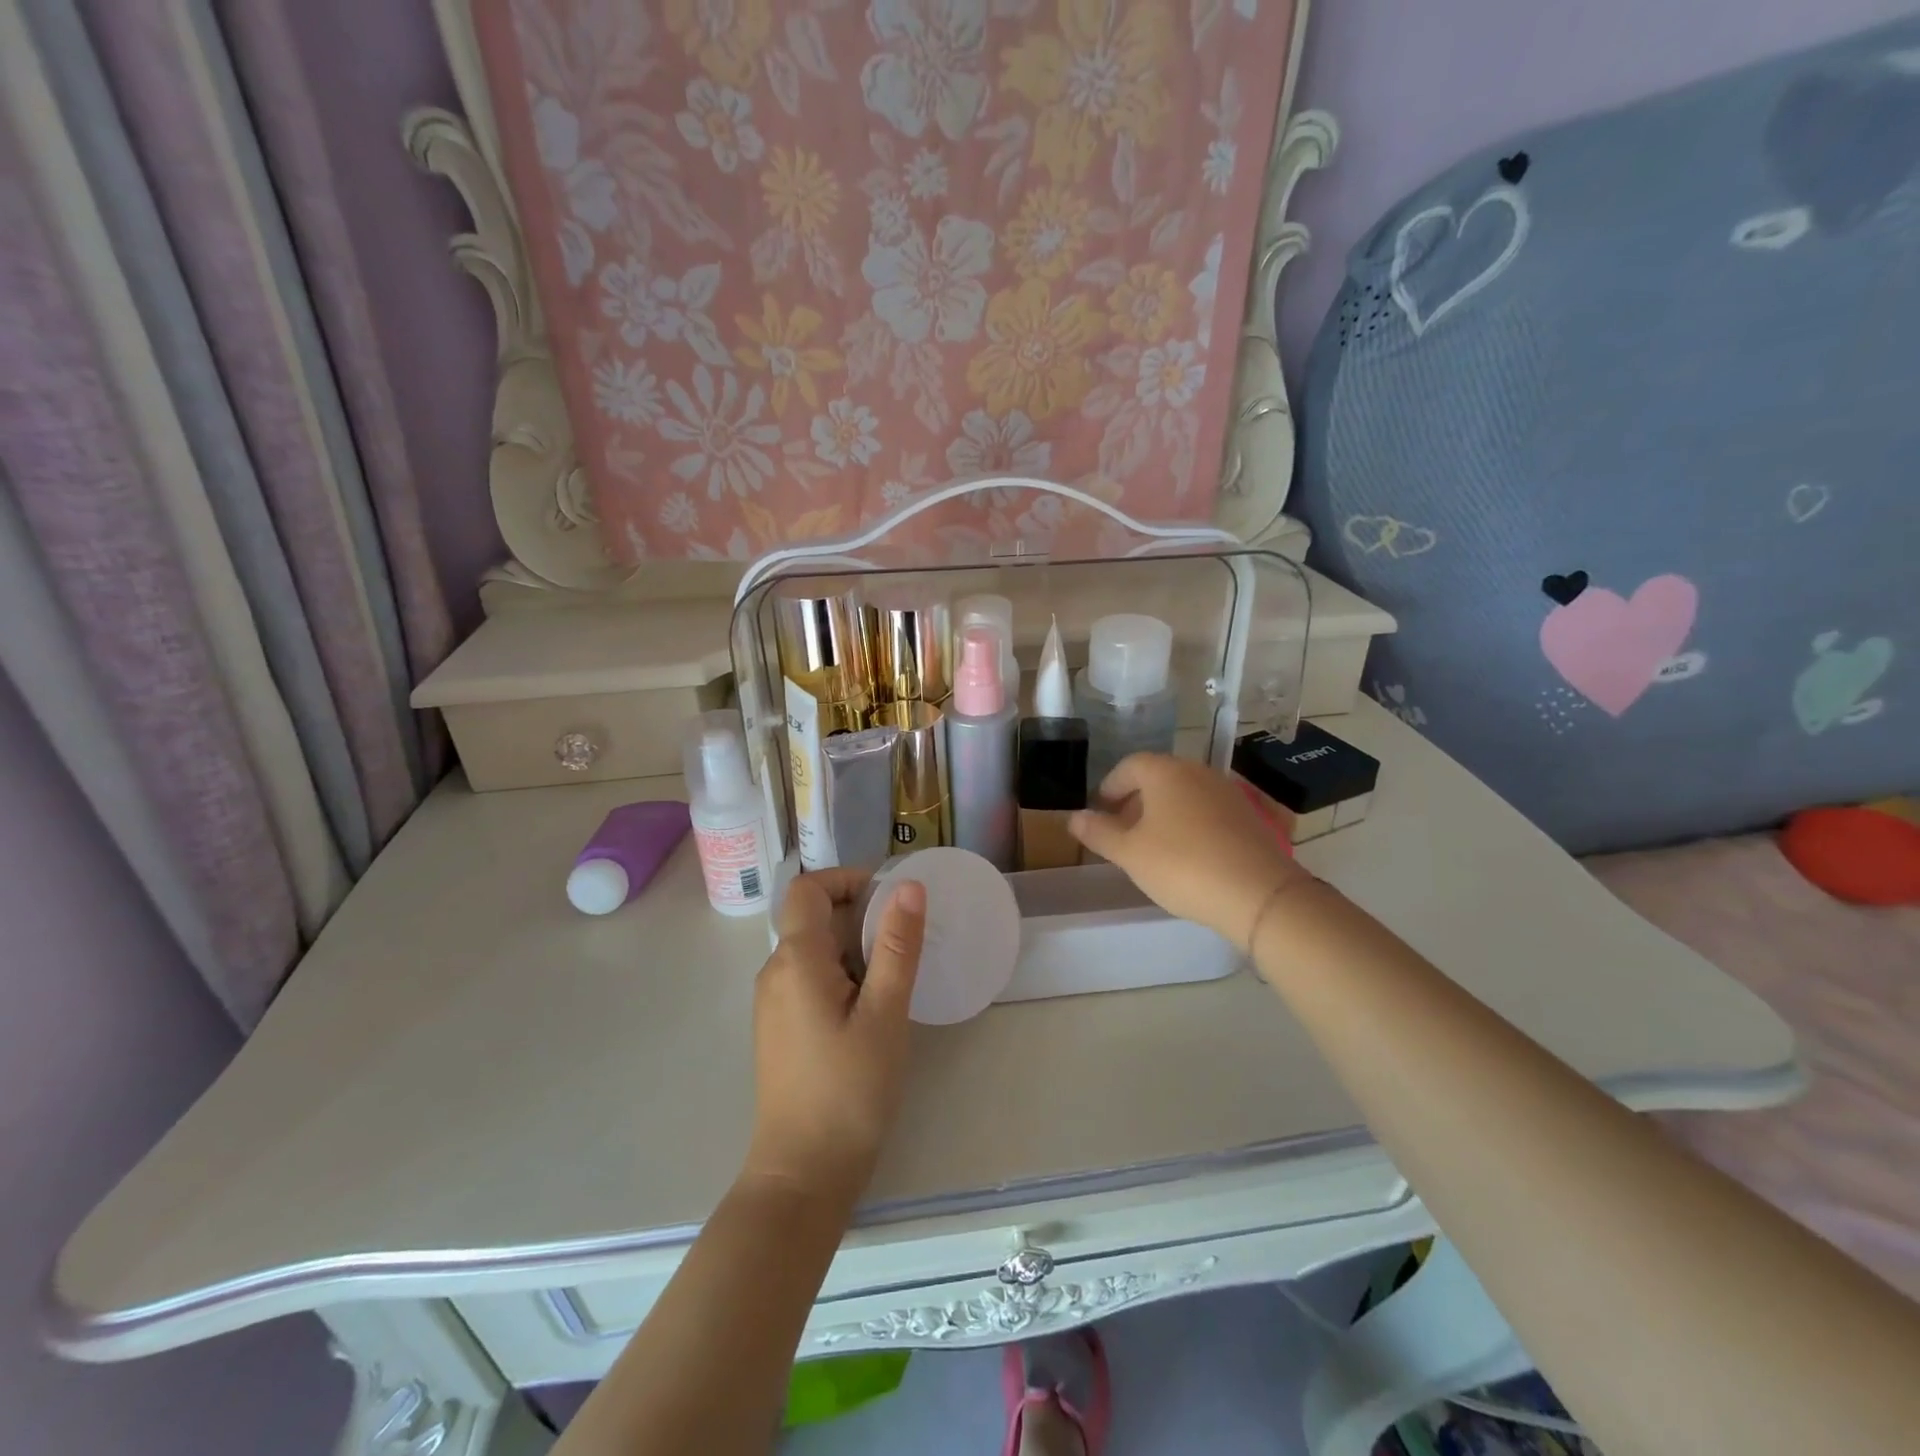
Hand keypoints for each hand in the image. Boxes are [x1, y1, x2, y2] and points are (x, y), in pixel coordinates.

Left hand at [742, 869, 925, 1209]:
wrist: (803, 1175)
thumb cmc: (849, 1091)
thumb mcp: (885, 1014)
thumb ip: (896, 946)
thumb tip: (908, 886)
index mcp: (795, 960)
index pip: (808, 888)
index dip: (847, 879)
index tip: (890, 899)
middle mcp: (775, 972)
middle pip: (812, 916)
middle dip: (860, 915)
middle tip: (906, 940)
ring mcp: (773, 1002)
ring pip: (813, 948)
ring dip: (854, 946)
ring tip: (896, 974)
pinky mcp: (780, 1028)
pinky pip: (810, 978)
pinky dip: (842, 973)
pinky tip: (872, 1006)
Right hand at [1070, 754, 1311, 950]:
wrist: (1259, 894)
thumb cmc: (1182, 865)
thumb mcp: (1130, 853)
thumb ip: (1099, 832)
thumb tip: (1074, 817)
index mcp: (1165, 772)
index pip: (1129, 766)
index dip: (1110, 786)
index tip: (1100, 811)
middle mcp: (1198, 772)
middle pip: (1159, 777)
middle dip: (1136, 800)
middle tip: (1122, 830)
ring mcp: (1227, 792)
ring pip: (1185, 793)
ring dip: (1163, 812)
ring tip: (1152, 845)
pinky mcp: (1248, 815)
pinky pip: (1208, 810)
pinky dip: (1190, 823)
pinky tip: (1187, 854)